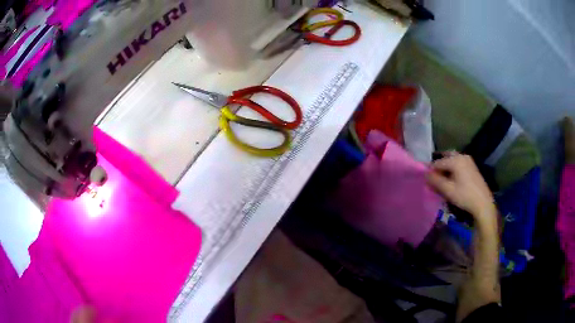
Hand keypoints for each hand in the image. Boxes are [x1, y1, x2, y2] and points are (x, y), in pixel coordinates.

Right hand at [427, 153, 495, 224]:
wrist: (483, 204)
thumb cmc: (465, 196)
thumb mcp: (448, 190)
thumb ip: (435, 181)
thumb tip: (425, 174)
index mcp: (455, 159)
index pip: (437, 162)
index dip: (430, 171)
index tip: (426, 181)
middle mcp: (462, 156)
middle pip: (445, 158)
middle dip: (438, 168)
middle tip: (434, 180)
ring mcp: (468, 161)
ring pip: (452, 161)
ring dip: (446, 169)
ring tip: (442, 182)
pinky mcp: (472, 167)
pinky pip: (458, 164)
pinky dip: (453, 170)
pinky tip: (452, 181)